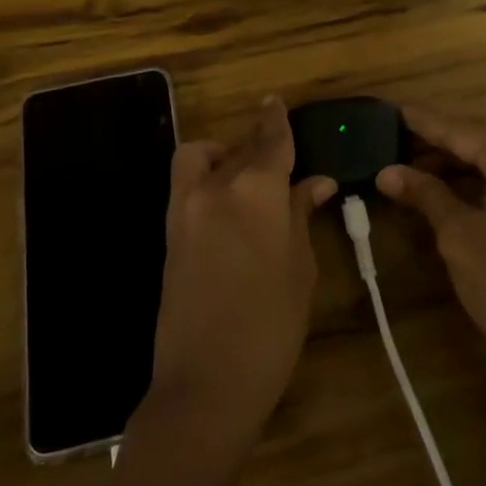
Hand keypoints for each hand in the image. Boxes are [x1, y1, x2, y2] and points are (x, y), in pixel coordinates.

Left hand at [144, 98, 336, 443]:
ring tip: (248, 178)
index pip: (270, 140)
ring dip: (223, 155)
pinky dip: (205, 177)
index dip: (276, 120)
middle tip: (280, 158)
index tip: (276, 103)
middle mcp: (215, 186)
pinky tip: (229, 204)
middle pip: (238, 147)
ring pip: (201, 157)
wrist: (204, 382)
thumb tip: (316, 182)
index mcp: (255, 190)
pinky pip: (187, 183)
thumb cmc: (270, 326)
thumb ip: (301, 215)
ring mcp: (185, 208)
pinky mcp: (169, 231)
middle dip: (258, 143)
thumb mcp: (299, 268)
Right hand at [376, 106, 485, 401]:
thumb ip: (424, 193)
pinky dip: (472, 179)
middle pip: (478, 135)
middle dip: (436, 138)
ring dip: (453, 160)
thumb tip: (387, 171)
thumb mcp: (457, 233)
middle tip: (395, 138)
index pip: (459, 128)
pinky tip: (443, 189)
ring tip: (409, 167)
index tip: (390, 109)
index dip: (422, 121)